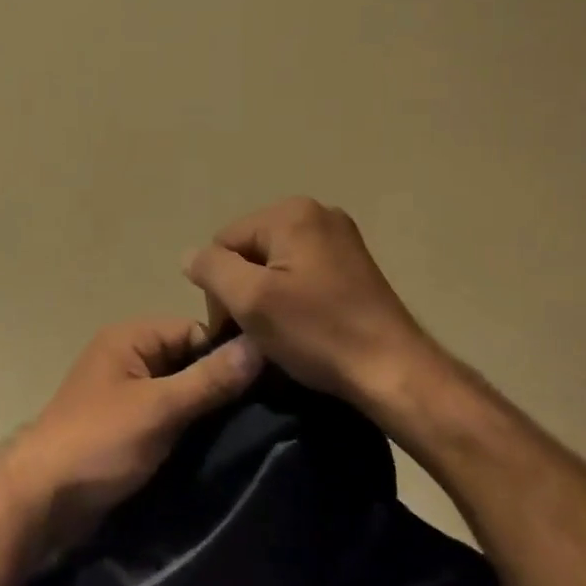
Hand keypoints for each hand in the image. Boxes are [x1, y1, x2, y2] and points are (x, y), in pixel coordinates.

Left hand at [0, 318, 263, 556]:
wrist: (44, 498)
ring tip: (253, 431)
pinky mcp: (128, 427)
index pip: (194, 330)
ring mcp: (126, 393)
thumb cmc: (100, 441)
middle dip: (221, 383)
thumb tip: (259, 345)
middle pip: (188, 360)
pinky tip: (221, 446)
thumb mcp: (159, 408)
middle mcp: (128, 357)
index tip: (270, 380)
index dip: (228, 352)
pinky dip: (191, 428)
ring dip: (208, 410)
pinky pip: (169, 416)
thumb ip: (209, 379)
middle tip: (269, 410)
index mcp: (129, 337)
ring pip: (181, 391)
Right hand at [184, 198, 438, 418]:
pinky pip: (300, 272)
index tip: (236, 328)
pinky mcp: (353, 263)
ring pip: (273, 264)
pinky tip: (304, 325)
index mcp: (291, 213)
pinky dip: (292, 297)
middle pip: (249, 250)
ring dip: (267, 296)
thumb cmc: (318, 332)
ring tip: (282, 333)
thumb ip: (211, 269)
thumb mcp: (250, 300)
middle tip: (257, 333)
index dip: (220, 286)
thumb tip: (190, 256)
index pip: (224, 243)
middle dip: (244, 289)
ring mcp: (339, 237)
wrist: (395, 372)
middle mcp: (316, 213)